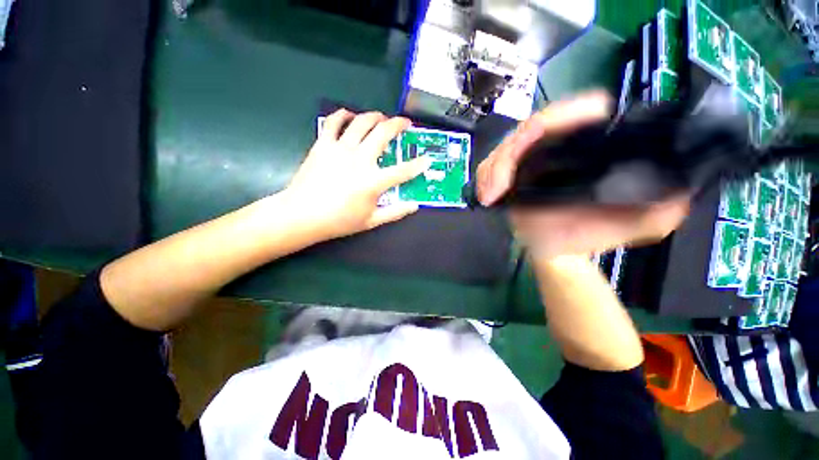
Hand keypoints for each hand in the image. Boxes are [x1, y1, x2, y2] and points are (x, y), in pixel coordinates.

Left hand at [283, 109, 431, 239]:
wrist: (302, 215)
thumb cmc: (338, 221)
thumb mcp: (371, 221)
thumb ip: (395, 212)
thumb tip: (415, 206)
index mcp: (373, 181)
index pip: (403, 170)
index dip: (419, 164)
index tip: (427, 158)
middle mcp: (360, 159)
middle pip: (383, 133)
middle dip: (398, 124)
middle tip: (405, 123)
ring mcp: (340, 149)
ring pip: (362, 122)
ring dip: (375, 116)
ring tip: (382, 118)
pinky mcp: (323, 144)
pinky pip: (333, 122)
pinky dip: (343, 115)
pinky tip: (350, 116)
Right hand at [477, 91, 690, 257]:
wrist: (559, 251)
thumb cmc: (592, 236)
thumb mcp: (638, 226)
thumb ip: (662, 210)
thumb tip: (680, 188)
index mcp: (586, 151)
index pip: (577, 114)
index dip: (568, 114)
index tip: (558, 135)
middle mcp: (555, 150)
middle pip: (530, 129)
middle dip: (513, 151)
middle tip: (501, 184)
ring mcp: (528, 163)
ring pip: (505, 148)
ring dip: (494, 167)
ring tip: (491, 194)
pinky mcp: (508, 177)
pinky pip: (489, 168)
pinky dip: (484, 178)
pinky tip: (486, 195)